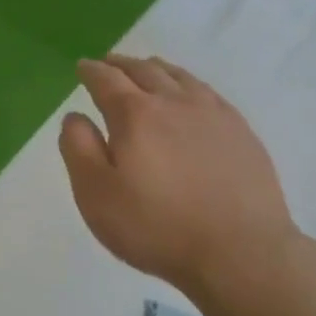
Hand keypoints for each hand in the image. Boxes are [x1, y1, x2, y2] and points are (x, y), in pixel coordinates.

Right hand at [59, 55, 300, 311]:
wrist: (240, 252)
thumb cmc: (156, 227)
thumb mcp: (96, 195)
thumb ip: (78, 149)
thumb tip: (75, 116)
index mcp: (134, 115)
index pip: (106, 80)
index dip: (91, 71)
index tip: (82, 67)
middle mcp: (174, 102)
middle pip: (144, 70)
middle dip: (121, 64)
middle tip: (109, 63)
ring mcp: (213, 114)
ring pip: (179, 77)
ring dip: (156, 68)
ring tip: (146, 69)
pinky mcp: (241, 132)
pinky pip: (208, 92)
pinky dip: (189, 84)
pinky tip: (190, 94)